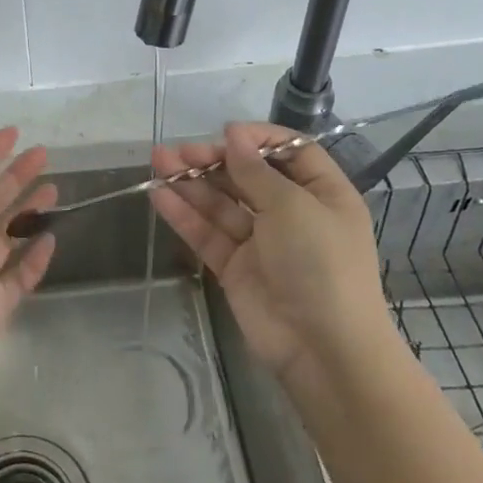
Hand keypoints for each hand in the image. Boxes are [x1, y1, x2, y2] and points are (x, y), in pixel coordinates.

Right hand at [151, 122, 394, 393]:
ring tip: (158, 162)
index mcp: (322, 193)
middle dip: (213, 160)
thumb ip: (255, 171)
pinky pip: (208, 233)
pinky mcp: (235, 267)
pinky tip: (159, 195)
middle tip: (179, 152)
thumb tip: (234, 135)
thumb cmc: (321, 264)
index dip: (258, 139)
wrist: (323, 349)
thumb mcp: (293, 207)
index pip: (289, 152)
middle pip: (247, 175)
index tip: (226, 133)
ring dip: (191, 182)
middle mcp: (291, 213)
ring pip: (222, 203)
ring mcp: (261, 241)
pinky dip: (184, 214)